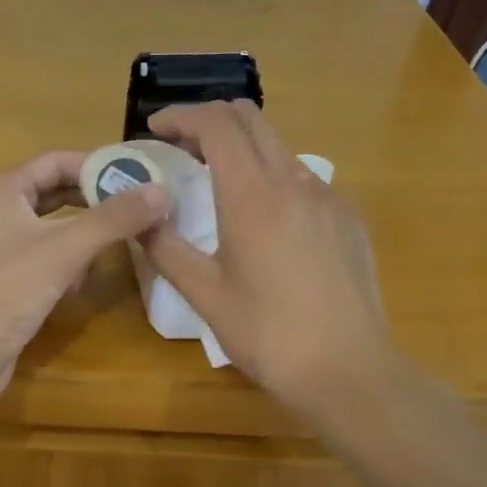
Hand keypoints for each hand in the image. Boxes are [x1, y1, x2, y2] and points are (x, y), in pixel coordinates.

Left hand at [0, 152, 169, 403]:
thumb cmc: (7, 290)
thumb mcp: (65, 250)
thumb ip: (113, 219)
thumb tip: (161, 191)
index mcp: (2, 190)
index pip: (56, 162)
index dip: (97, 166)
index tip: (138, 177)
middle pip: (55, 194)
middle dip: (95, 202)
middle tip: (139, 209)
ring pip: (52, 229)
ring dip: (83, 236)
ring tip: (117, 244)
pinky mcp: (4, 279)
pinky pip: (44, 258)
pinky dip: (66, 264)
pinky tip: (80, 284)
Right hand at [140, 101, 393, 421]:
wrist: (348, 370)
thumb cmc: (267, 333)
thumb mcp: (203, 292)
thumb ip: (164, 246)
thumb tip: (138, 215)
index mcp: (252, 195)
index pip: (216, 124)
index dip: (180, 116)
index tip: (154, 129)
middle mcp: (294, 181)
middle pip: (250, 119)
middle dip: (209, 121)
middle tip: (179, 149)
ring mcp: (328, 197)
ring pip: (278, 147)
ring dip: (241, 149)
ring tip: (215, 184)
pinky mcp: (347, 218)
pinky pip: (303, 179)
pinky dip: (271, 177)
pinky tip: (263, 221)